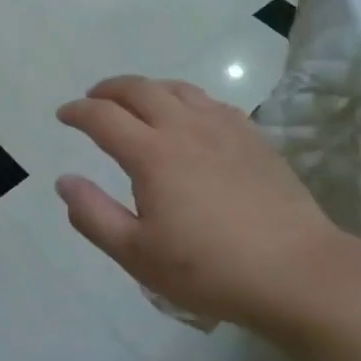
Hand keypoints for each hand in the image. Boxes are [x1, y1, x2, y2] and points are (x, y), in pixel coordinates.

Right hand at [56, 76, 349, 341]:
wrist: (296, 272)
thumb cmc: (209, 269)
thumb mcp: (137, 254)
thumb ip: (93, 215)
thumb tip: (65, 181)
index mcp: (152, 154)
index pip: (103, 117)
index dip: (78, 112)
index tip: (64, 115)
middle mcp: (185, 128)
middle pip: (139, 90)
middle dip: (109, 89)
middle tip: (93, 98)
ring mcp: (224, 128)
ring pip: (177, 89)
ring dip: (147, 88)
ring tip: (135, 100)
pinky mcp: (253, 138)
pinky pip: (210, 102)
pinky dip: (185, 99)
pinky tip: (188, 116)